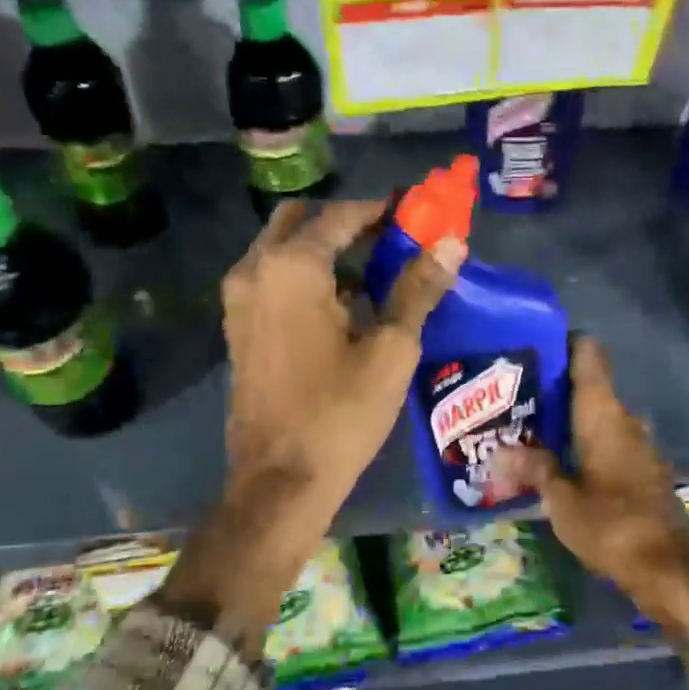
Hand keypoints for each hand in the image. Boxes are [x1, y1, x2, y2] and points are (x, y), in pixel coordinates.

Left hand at [162, 199, 461, 643]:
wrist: (281, 480)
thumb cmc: (341, 413)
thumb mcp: (391, 349)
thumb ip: (418, 288)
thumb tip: (451, 243)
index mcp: (291, 266)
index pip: (341, 215)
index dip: (382, 209)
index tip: (416, 210)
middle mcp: (254, 270)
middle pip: (301, 221)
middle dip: (347, 223)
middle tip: (391, 239)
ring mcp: (239, 300)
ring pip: (282, 250)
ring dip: (325, 250)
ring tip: (376, 272)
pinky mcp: (238, 328)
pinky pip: (273, 280)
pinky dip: (305, 277)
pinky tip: (343, 306)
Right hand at [495, 338, 688, 643]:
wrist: (668, 569)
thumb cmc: (611, 525)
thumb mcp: (561, 500)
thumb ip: (534, 469)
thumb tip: (499, 452)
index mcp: (604, 416)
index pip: (589, 357)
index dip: (565, 344)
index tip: (533, 346)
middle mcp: (625, 422)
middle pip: (590, 389)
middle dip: (554, 390)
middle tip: (513, 395)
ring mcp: (638, 448)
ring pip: (598, 420)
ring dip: (568, 422)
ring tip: (527, 429)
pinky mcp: (643, 473)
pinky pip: (608, 445)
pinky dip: (584, 446)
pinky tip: (558, 462)